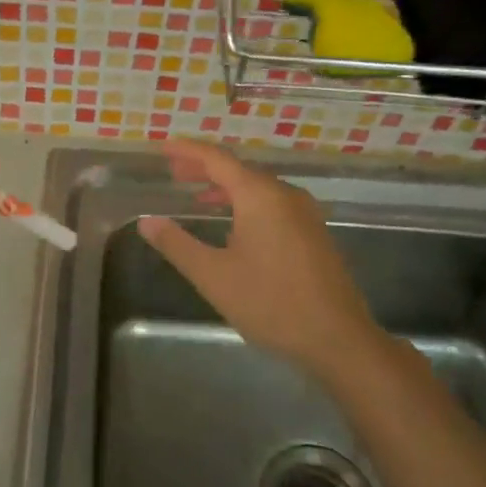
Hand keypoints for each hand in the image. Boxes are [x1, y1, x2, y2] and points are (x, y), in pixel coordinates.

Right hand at [137, 139, 380, 381]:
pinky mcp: (314, 232)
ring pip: (258, 187)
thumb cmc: (271, 303)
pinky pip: (273, 203)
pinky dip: (247, 203)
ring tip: (198, 198)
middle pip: (239, 169)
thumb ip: (177, 245)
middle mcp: (285, 194)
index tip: (162, 147)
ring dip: (226, 187)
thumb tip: (147, 221)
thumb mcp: (214, 276)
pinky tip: (234, 225)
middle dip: (204, 168)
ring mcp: (304, 212)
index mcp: (260, 195)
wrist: (338, 338)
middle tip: (174, 173)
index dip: (187, 150)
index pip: (217, 159)